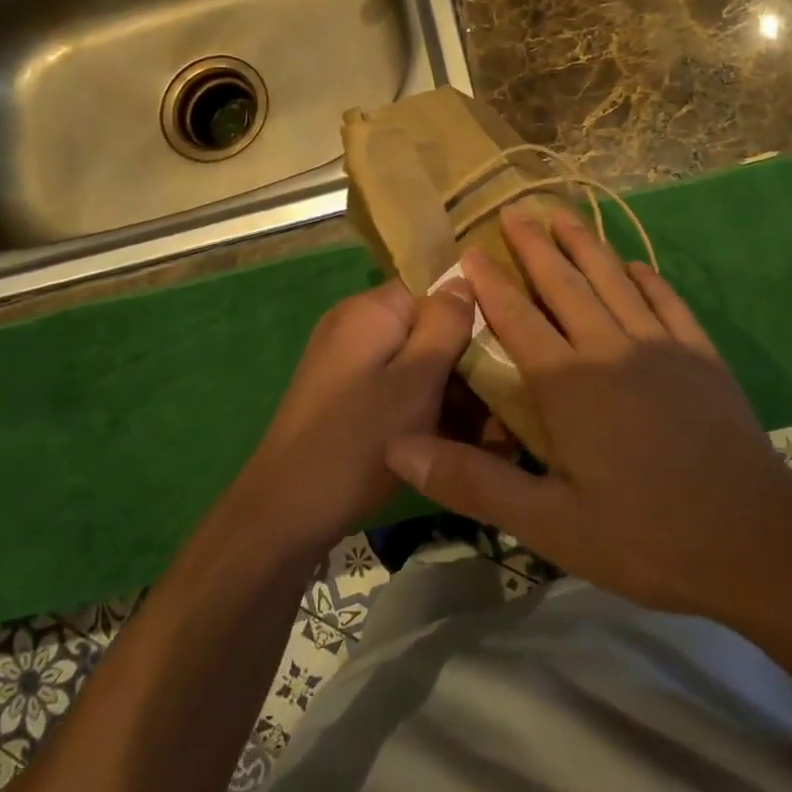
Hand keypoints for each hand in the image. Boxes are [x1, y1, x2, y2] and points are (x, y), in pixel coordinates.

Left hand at [237, 278, 474, 554]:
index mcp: (369, 310)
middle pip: (425, 325)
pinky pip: (394, 385)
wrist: (284, 513)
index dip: (472, 312)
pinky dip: (421, 405)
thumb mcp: (416, 381)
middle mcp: (353, 325)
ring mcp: (345, 361)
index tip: (507, 346)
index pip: (434, 287)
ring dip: (447, 388)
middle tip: (501, 398)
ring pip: (413, 360)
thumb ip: (445, 325)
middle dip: (464, 359)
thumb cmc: (358, 442)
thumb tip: (465, 278)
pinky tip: (449, 438)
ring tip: (486, 427)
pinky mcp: (343, 395)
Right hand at [385, 208, 791, 619]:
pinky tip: (636, 266)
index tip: (471, 251)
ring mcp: (662, 346)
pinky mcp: (701, 356)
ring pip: (615, 281)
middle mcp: (611, 348)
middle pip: (565, 285)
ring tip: (564, 216)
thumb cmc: (644, 536)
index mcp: (569, 384)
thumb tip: (399, 447)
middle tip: (515, 210)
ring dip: (587, 246)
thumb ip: (473, 482)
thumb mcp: (549, 524)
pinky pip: (668, 302)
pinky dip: (647, 279)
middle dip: (536, 247)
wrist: (752, 540)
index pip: (518, 319)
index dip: (491, 284)